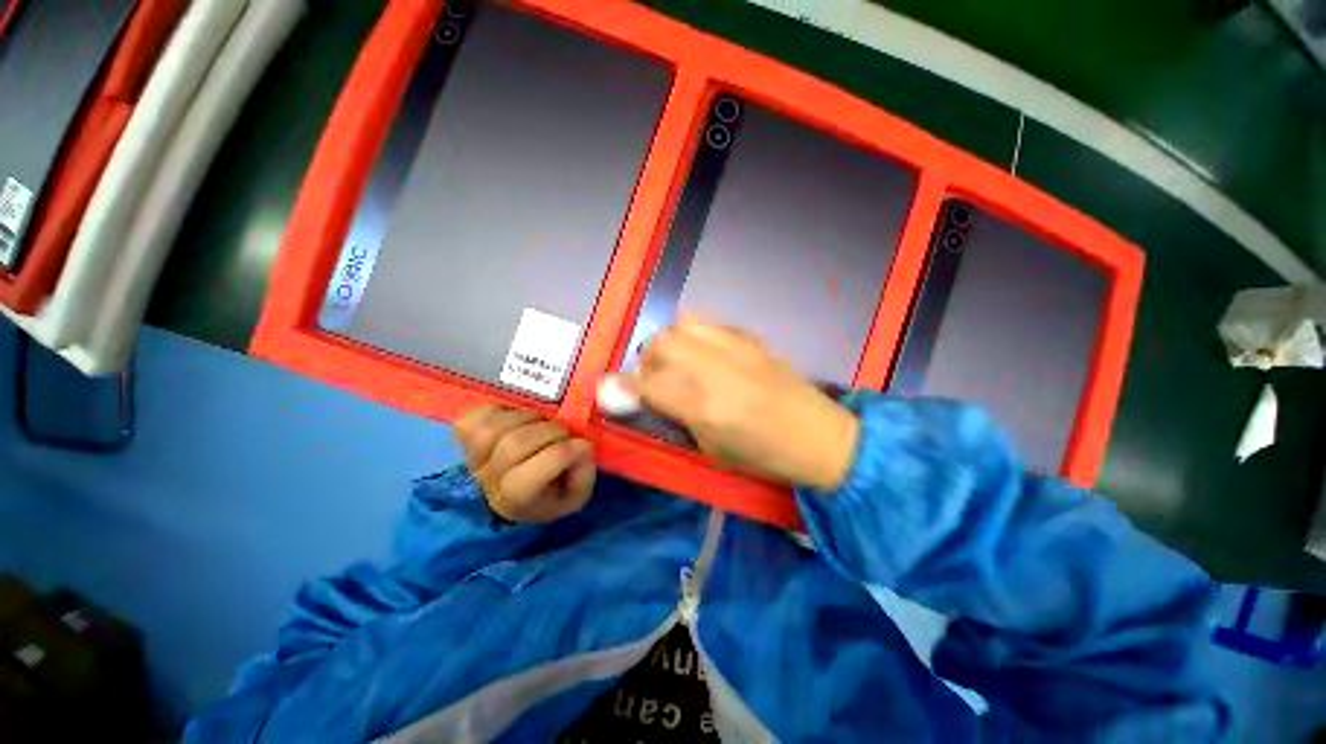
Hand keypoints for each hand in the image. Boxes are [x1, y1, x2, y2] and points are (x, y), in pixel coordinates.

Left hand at [454, 406, 595, 522]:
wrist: (520, 490)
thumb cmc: (553, 491)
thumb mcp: (577, 496)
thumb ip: (583, 475)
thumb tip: (582, 446)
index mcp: (516, 502)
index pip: (529, 478)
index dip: (562, 455)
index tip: (584, 445)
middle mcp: (489, 481)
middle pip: (513, 445)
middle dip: (551, 431)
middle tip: (566, 432)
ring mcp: (473, 456)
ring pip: (492, 428)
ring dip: (527, 418)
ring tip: (542, 422)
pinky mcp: (466, 435)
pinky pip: (475, 416)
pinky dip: (499, 410)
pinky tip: (517, 416)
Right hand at [621, 317, 858, 489]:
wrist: (819, 435)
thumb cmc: (763, 455)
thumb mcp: (711, 447)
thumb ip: (676, 415)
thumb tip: (648, 394)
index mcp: (704, 407)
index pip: (648, 385)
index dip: (624, 386)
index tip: (614, 389)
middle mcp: (716, 369)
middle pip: (661, 344)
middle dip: (647, 360)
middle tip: (655, 377)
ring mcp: (736, 348)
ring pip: (683, 325)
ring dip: (671, 342)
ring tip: (679, 361)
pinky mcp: (751, 338)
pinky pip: (710, 324)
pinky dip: (696, 336)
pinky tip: (706, 354)